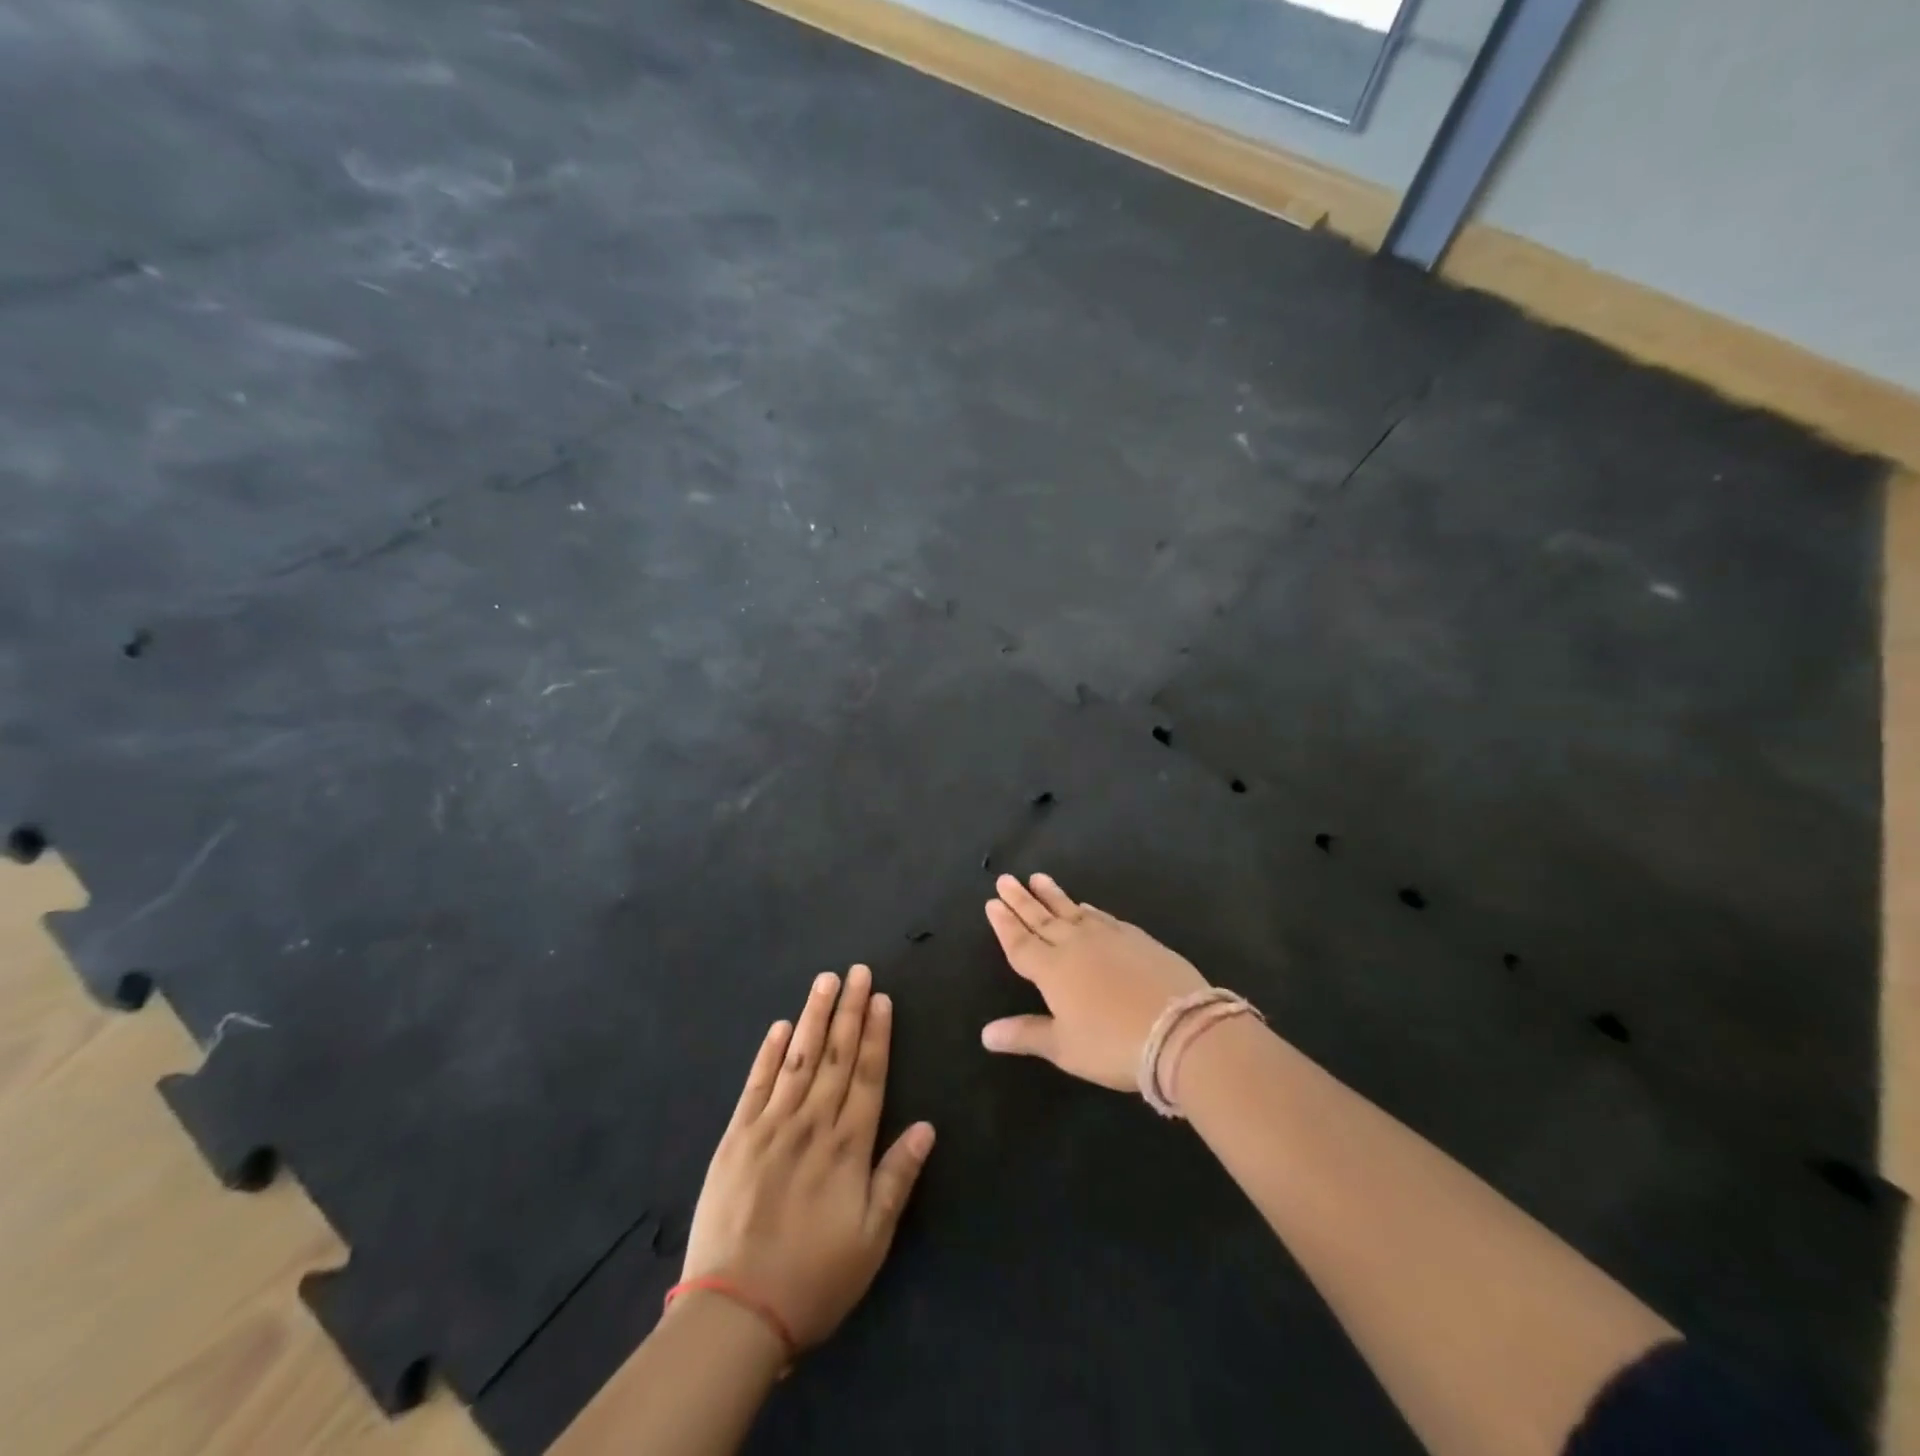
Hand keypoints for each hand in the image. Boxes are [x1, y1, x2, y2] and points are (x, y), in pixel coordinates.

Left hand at [680, 965, 934, 1352]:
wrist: (735, 1313)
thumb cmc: (813, 1279)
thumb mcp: (872, 1240)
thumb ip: (898, 1177)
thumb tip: (927, 1126)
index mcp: (847, 1146)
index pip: (868, 1075)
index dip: (877, 1034)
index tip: (881, 998)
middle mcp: (812, 1124)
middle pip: (836, 1056)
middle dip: (850, 1010)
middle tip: (858, 971)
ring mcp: (771, 1126)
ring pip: (798, 1058)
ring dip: (814, 1017)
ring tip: (826, 981)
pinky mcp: (736, 1137)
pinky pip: (756, 1084)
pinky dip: (769, 1052)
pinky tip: (780, 1026)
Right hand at [980, 873, 1208, 1090]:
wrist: (1179, 1028)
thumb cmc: (1113, 1044)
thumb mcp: (1064, 1047)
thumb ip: (1025, 1034)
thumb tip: (985, 1033)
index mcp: (1052, 970)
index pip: (1020, 942)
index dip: (1005, 924)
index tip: (992, 902)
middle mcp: (1076, 945)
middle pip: (1042, 918)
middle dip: (1021, 900)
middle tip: (1006, 879)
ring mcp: (1108, 937)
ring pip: (1072, 910)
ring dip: (1052, 895)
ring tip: (1038, 878)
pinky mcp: (1136, 938)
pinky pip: (1103, 917)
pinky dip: (1089, 909)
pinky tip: (1086, 906)